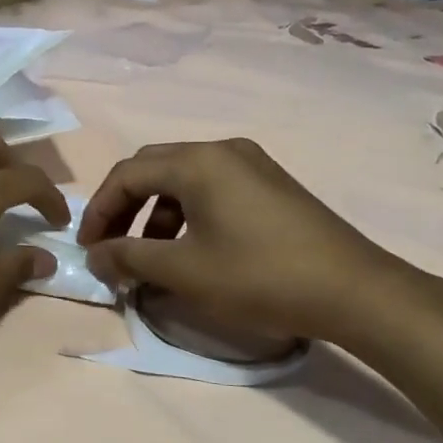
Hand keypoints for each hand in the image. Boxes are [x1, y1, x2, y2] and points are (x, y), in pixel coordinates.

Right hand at [78, 139, 416, 347]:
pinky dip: (186, 215)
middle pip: (152, 169)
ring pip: (182, 181)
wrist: (354, 292)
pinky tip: (188, 250)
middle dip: (123, 208)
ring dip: (154, 214)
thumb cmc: (258, 276)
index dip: (99, 211)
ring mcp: (251, 165)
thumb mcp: (183, 271)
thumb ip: (129, 257)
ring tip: (148, 257)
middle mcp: (222, 150)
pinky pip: (211, 189)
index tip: (88, 249)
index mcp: (197, 162)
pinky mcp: (270, 185)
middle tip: (110, 246)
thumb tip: (94, 256)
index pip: (127, 174)